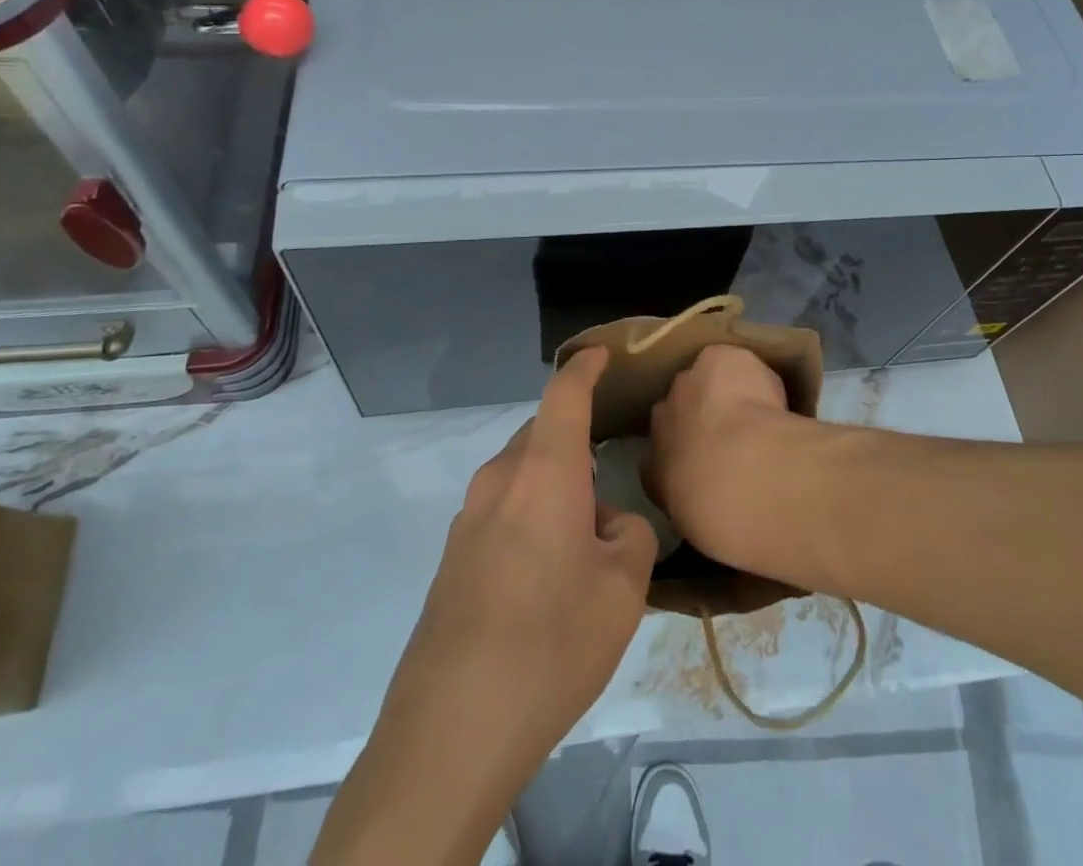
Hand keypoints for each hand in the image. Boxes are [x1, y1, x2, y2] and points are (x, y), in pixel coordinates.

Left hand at [354, 349, 655, 833]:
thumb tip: (607, 523)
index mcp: (543, 471)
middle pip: (542, 435)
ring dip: (553, 486)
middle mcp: (500, 479)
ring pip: (521, 475)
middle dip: (575, 441)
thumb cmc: (551, 640)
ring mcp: (468, 518)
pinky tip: (546, 573)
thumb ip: (630, 535)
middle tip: (609, 471)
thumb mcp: (623, 589)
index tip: (604, 354)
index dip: (586, 367)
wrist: (452, 727)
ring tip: (584, 535)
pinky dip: (530, 516)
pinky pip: (502, 511)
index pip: (565, 394)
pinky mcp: (452, 557)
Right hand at [648, 343, 806, 570]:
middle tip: (735, 437)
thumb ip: (702, 507)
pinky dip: (749, 373)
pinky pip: (731, 362)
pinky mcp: (714, 359)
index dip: (686, 455)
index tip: (711, 465)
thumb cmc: (722, 517)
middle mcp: (660, 421)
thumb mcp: (704, 529)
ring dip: (723, 393)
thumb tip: (715, 503)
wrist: (740, 474)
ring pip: (703, 382)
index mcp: (653, 469)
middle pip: (678, 410)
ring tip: (758, 412)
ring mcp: (685, 384)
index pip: (660, 456)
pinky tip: (770, 392)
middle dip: (701, 418)